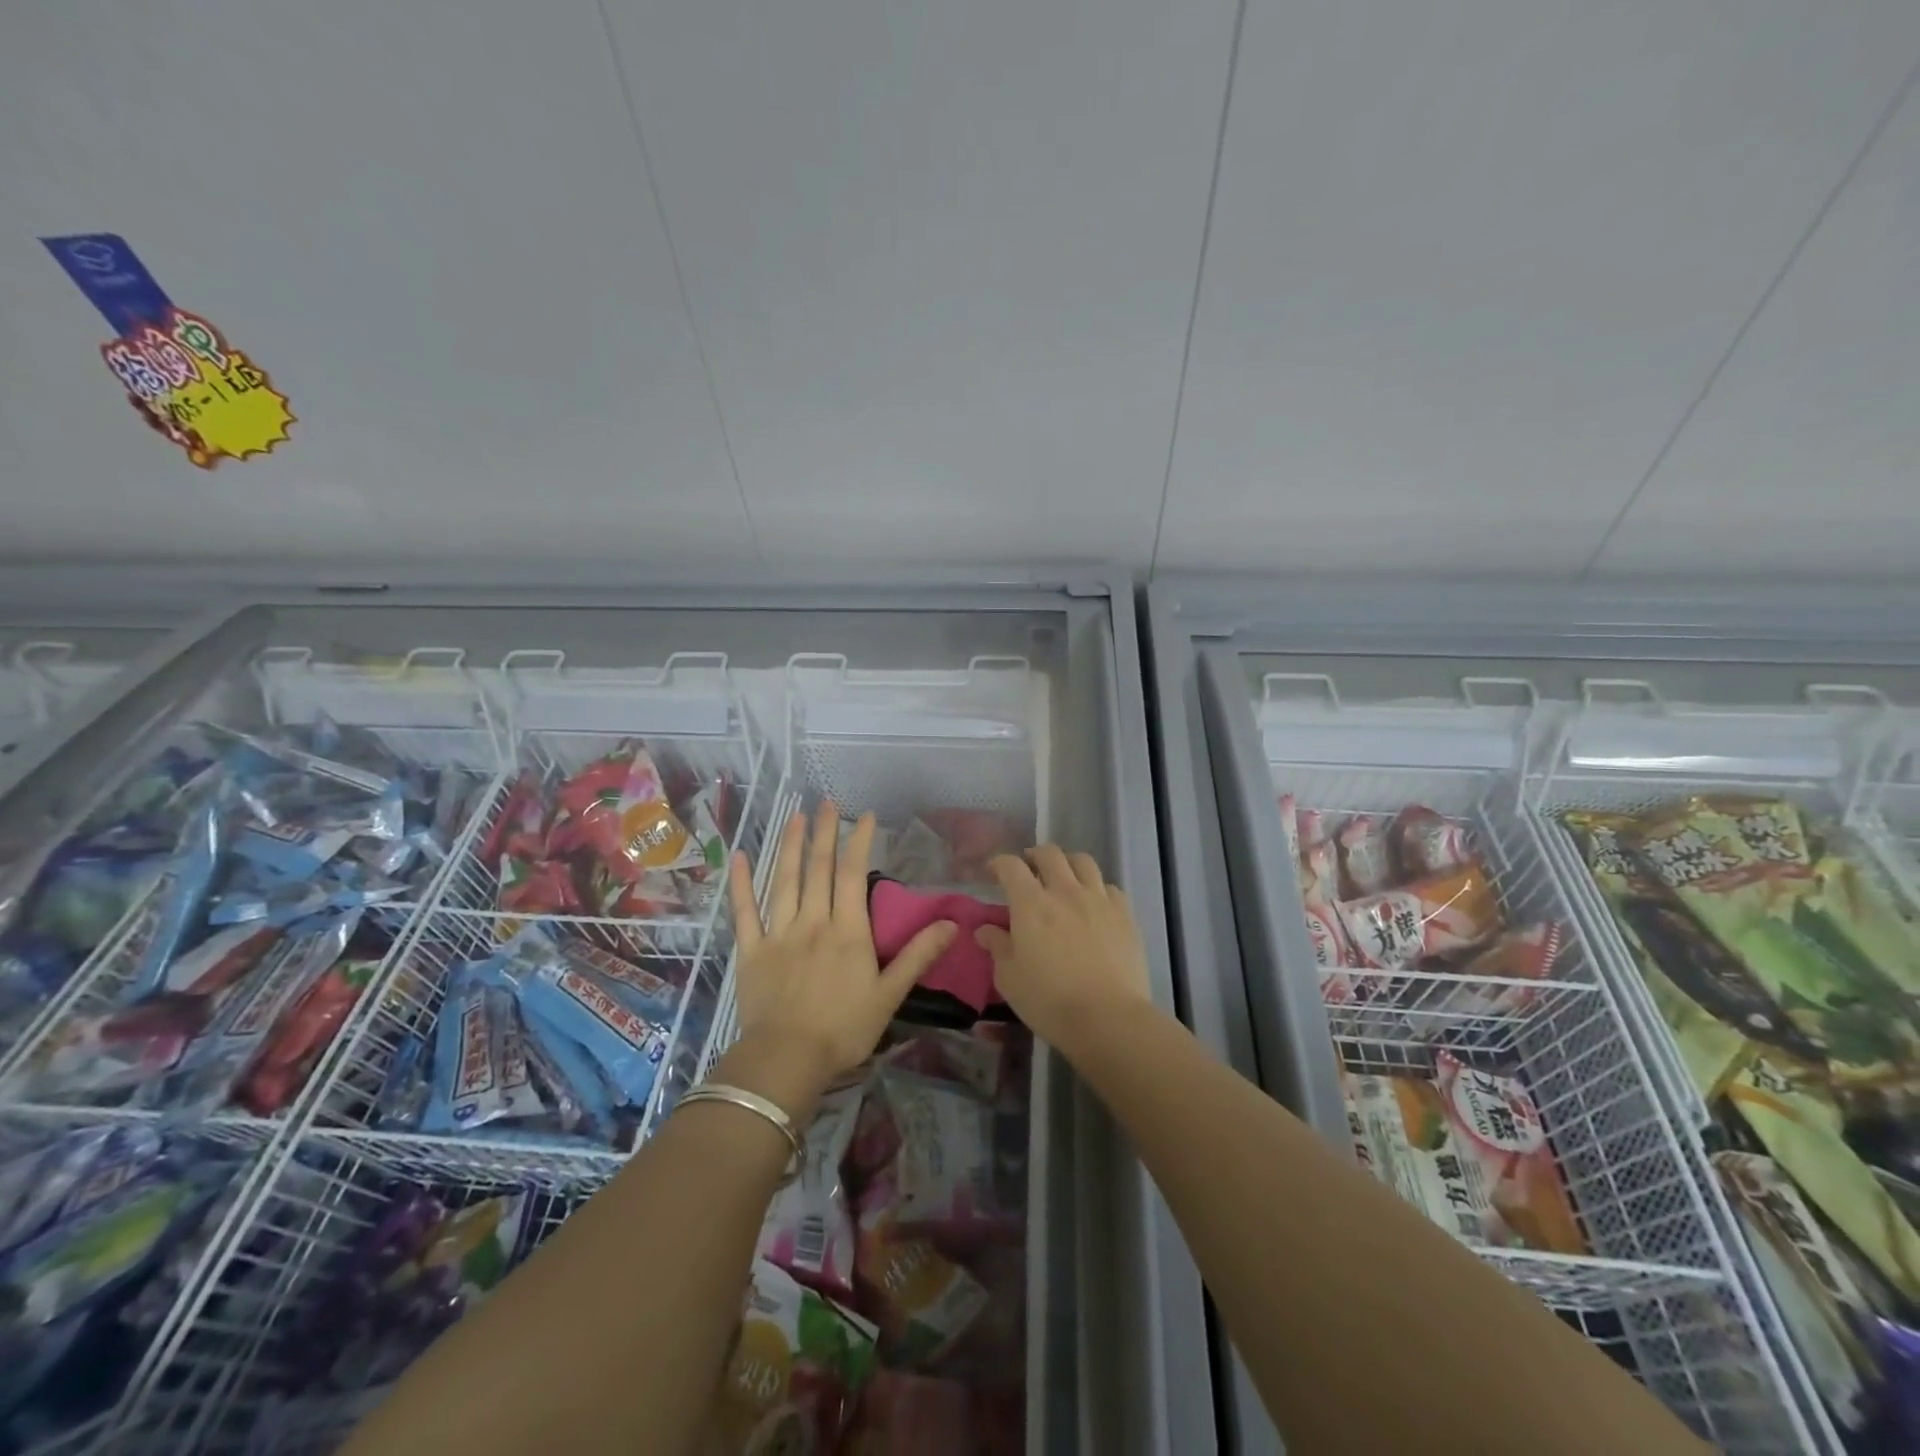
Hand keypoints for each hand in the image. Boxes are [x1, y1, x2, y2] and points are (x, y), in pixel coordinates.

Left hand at [724, 803, 955, 1111]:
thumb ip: (918, 956)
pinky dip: (742, 882)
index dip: (860, 842)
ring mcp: (779, 933)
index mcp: (847, 931)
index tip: (865, 816)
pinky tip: (740, 856)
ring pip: (785, 880)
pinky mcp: (752, 949)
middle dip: (824, 833)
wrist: (787, 1060)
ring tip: (794, 816)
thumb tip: (953, 924)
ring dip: (789, 846)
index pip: (855, 875)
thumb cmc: (844, 1030)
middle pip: (819, 869)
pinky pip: (745, 911)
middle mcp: (813, 921)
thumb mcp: (890, 995)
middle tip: (825, 802)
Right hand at [978, 845, 1152, 1055]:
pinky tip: (1094, 904)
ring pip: (1083, 862)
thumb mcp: (1010, 978)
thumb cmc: (1049, 1001)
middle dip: (1034, 855)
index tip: (993, 871)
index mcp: (1031, 903)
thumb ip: (998, 947)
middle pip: (1049, 853)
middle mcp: (1065, 891)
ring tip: (1064, 878)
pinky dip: (1097, 888)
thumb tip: (985, 929)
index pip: (1011, 866)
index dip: (999, 863)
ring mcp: (1098, 899)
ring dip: (1068, 864)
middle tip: (1029, 869)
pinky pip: (1109, 887)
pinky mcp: (1124, 913)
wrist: (1108, 1018)